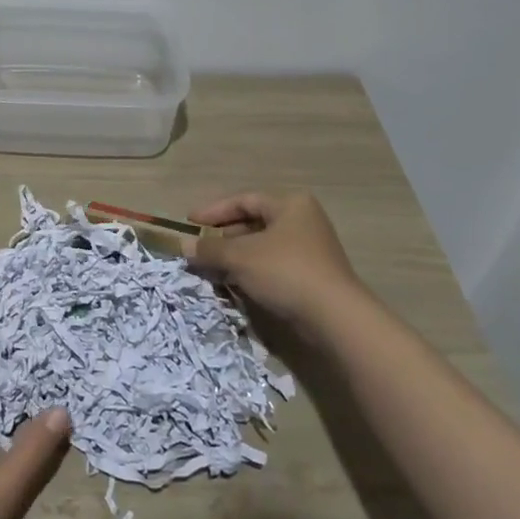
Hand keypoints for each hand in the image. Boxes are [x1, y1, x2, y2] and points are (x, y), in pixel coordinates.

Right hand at [190, 191, 365, 336]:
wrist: (335, 318)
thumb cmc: (286, 272)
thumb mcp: (241, 257)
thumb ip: (210, 249)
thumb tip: (183, 246)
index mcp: (290, 205)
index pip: (244, 200)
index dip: (213, 211)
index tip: (189, 223)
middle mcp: (303, 221)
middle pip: (253, 223)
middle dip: (223, 236)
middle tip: (198, 248)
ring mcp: (310, 250)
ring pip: (262, 247)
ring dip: (235, 256)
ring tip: (209, 267)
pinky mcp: (312, 276)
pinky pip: (273, 266)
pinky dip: (251, 271)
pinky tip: (233, 283)